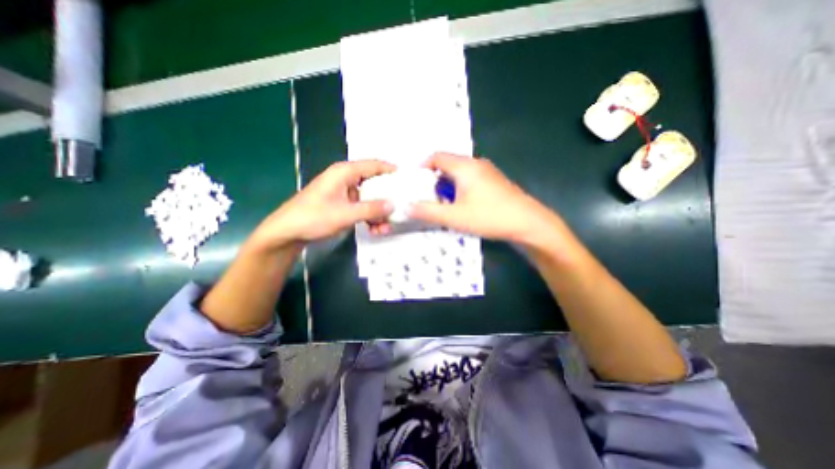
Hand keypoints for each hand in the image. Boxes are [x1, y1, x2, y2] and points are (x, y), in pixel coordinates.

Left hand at [248, 160, 394, 250]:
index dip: (391, 170)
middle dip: (387, 198)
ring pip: (370, 198)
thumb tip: (393, 205)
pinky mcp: (343, 204)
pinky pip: (362, 207)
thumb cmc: (313, 217)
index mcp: (345, 172)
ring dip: (379, 212)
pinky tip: (375, 229)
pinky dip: (369, 217)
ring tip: (386, 226)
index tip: (407, 180)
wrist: (288, 232)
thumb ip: (371, 209)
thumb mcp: (345, 214)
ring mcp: (345, 193)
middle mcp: (346, 179)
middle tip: (400, 208)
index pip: (374, 165)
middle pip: (374, 183)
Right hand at [409, 152, 567, 248]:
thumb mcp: (454, 217)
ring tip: (444, 203)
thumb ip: (428, 211)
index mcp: (464, 166)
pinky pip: (471, 178)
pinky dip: (460, 187)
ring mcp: (488, 172)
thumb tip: (406, 207)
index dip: (423, 166)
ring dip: (448, 184)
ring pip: (460, 172)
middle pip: (448, 163)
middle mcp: (476, 163)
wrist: (528, 222)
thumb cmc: (489, 216)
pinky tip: (463, 205)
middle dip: (435, 178)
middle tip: (428, 196)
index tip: (416, 182)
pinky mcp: (495, 181)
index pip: (437, 156)